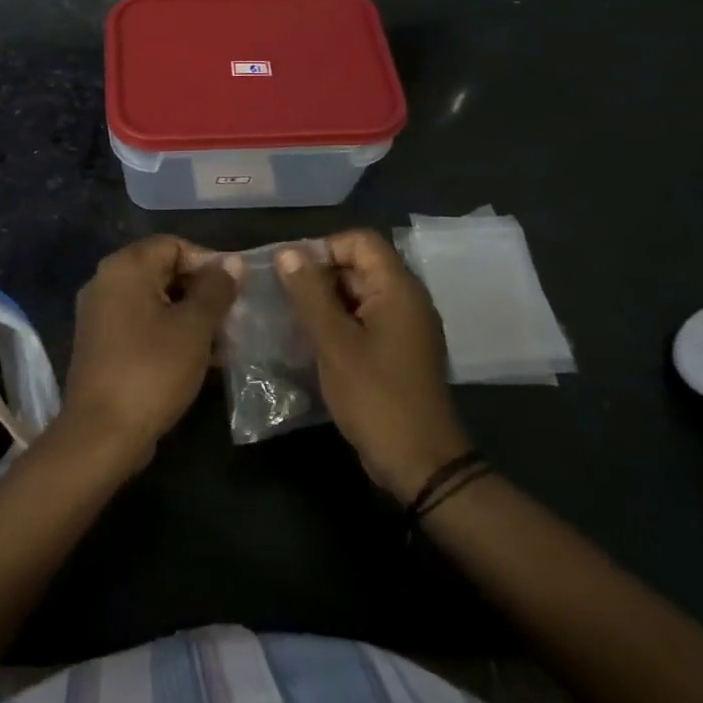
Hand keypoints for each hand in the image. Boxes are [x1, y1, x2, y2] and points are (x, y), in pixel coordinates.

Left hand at [61, 235, 240, 468]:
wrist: (102, 432)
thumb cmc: (152, 370)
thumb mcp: (193, 328)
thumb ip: (215, 290)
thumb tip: (232, 262)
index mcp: (124, 267)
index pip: (173, 245)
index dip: (208, 262)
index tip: (236, 290)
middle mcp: (106, 282)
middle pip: (163, 271)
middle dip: (202, 292)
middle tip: (234, 318)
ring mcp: (100, 314)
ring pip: (155, 302)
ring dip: (190, 317)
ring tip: (225, 342)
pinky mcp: (101, 343)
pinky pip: (142, 326)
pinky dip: (170, 334)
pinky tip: (201, 360)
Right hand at [275, 228, 470, 499]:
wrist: (419, 462)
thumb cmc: (376, 397)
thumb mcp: (334, 342)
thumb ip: (309, 293)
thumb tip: (287, 252)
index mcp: (398, 289)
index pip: (359, 241)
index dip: (322, 248)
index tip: (290, 273)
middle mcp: (406, 300)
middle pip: (358, 265)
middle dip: (318, 276)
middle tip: (283, 298)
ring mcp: (404, 326)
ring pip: (357, 293)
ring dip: (323, 301)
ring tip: (290, 319)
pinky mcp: (397, 350)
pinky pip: (363, 319)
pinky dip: (337, 322)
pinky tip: (311, 342)